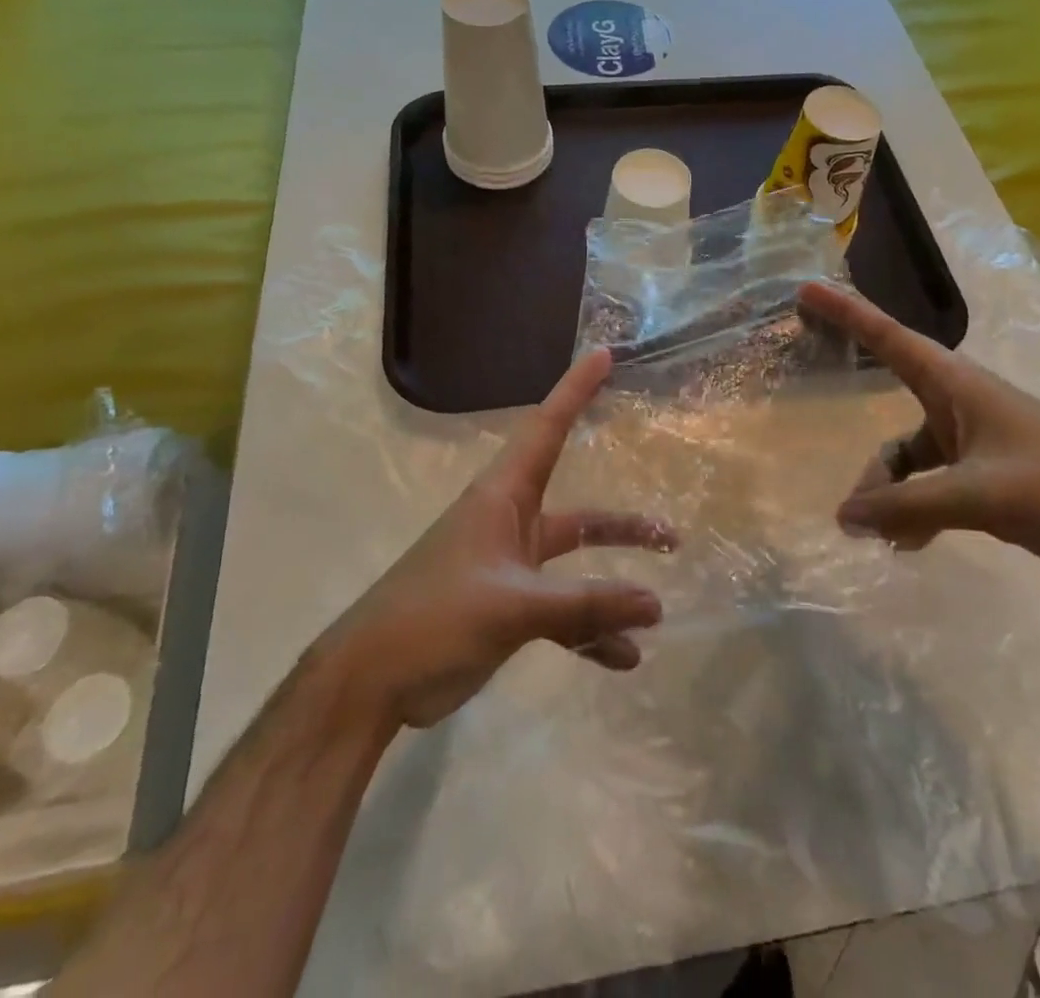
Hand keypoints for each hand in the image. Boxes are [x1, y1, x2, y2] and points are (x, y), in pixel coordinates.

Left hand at [328, 348, 676, 731]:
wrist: (369, 683)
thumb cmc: (434, 618)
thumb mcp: (513, 605)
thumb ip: (586, 605)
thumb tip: (656, 603)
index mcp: (502, 497)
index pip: (546, 427)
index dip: (575, 390)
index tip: (604, 355)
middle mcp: (509, 523)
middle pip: (578, 513)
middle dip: (622, 525)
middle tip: (670, 532)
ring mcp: (508, 568)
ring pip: (572, 565)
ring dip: (611, 584)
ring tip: (658, 606)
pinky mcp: (505, 609)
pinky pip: (559, 612)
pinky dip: (588, 632)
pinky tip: (622, 659)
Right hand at [797, 282, 1039, 587]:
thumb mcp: (979, 495)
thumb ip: (907, 505)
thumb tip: (843, 517)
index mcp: (959, 386)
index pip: (890, 338)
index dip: (847, 313)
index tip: (806, 291)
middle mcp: (960, 406)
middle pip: (892, 417)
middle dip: (870, 455)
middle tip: (849, 499)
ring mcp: (974, 442)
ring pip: (910, 459)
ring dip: (893, 493)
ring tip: (880, 537)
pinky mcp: (987, 476)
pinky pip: (932, 485)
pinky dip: (915, 509)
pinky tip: (907, 543)